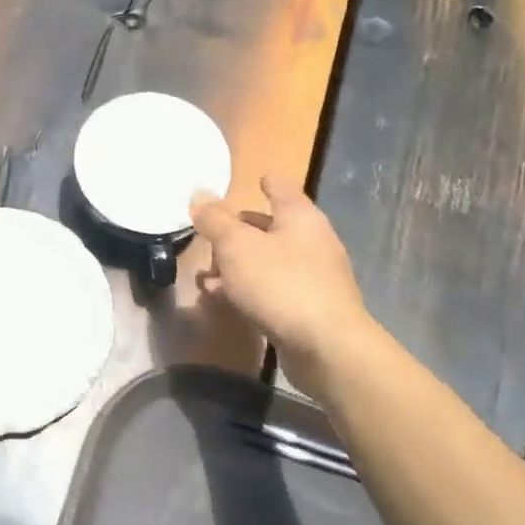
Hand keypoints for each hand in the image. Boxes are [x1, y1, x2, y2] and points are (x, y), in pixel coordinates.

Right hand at [189, 175, 367, 388]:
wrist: (325, 346)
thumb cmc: (280, 283)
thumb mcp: (236, 246)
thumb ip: (215, 220)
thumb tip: (199, 193)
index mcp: (300, 217)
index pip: (283, 188)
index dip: (267, 182)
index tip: (255, 179)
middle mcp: (311, 241)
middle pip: (272, 226)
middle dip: (240, 231)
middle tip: (211, 236)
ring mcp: (313, 277)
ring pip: (268, 261)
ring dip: (237, 266)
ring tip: (205, 276)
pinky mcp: (308, 308)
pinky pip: (271, 289)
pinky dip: (246, 290)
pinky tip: (222, 300)